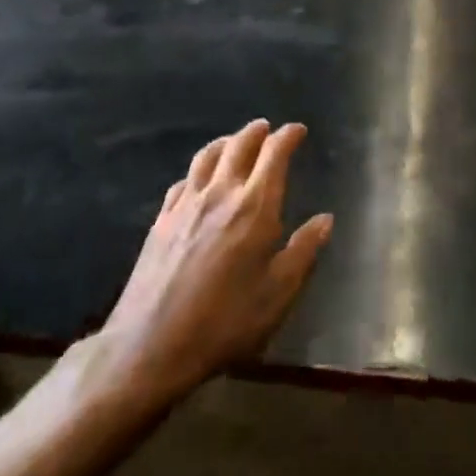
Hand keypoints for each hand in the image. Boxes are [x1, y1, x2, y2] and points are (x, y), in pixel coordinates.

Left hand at [65, 120, 333, 414]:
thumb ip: (303, 252)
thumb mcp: (278, 294)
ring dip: (226, 142)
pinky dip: (198, 170)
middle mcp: (220, 194)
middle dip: (257, 133)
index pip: (274, 154)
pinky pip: (183, 181)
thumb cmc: (225, 322)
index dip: (287, 136)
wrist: (150, 346)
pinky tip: (199, 180)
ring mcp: (186, 205)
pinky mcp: (161, 221)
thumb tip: (325, 219)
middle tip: (268, 129)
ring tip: (235, 142)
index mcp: (255, 207)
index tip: (297, 130)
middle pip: (239, 146)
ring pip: (207, 157)